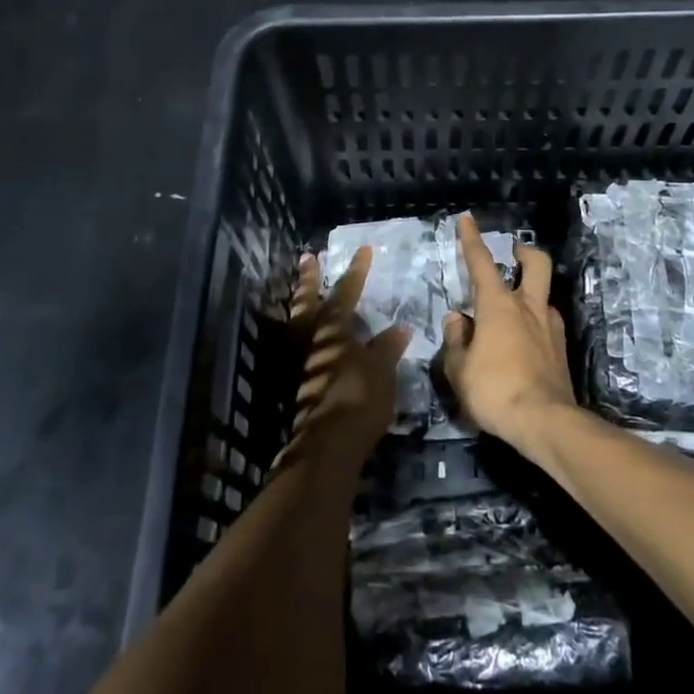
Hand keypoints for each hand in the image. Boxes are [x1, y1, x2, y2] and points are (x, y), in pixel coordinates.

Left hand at [277, 247, 408, 470]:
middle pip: (307, 302)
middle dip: (309, 279)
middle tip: (308, 258)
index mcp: (333, 330)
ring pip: (295, 323)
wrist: (327, 443)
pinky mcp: (294, 383)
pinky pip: (295, 346)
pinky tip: (308, 338)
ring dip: (299, 304)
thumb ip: (386, 348)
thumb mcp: (381, 371)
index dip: (356, 272)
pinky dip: (300, 334)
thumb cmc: (358, 399)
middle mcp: (310, 340)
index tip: (364, 250)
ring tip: (301, 292)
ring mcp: (298, 361)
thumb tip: (399, 329)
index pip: (346, 293)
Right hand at [441, 214, 577, 451]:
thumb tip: (457, 320)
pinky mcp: (561, 350)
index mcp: (498, 305)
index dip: (472, 239)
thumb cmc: (494, 390)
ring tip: (512, 312)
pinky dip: (535, 324)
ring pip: (544, 295)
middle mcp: (528, 307)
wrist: (544, 422)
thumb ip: (456, 340)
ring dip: (530, 294)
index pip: (481, 262)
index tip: (467, 219)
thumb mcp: (459, 368)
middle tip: (513, 255)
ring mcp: (550, 328)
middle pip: (536, 264)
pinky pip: (547, 324)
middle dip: (524, 253)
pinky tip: (524, 343)